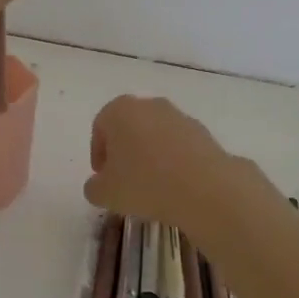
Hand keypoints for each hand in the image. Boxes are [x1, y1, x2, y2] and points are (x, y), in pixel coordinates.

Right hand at [84, 95, 277, 239]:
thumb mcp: (106, 193)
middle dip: (124, 151)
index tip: (103, 179)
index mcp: (119, 110)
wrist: (204, 187)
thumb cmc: (145, 183)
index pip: (100, 128)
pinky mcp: (201, 130)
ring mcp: (177, 115)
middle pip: (128, 127)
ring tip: (151, 185)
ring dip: (149, 154)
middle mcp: (148, 104)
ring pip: (154, 134)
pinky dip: (172, 159)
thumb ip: (94, 187)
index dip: (98, 155)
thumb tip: (98, 184)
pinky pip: (177, 144)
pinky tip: (174, 184)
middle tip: (124, 180)